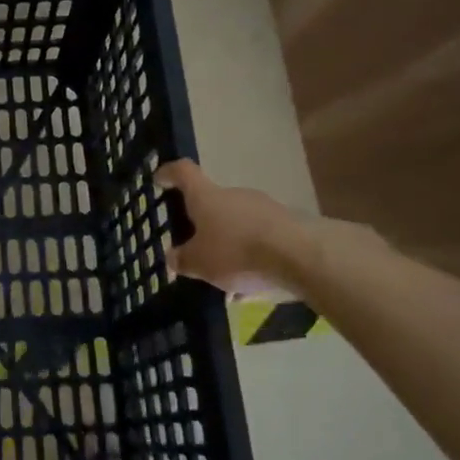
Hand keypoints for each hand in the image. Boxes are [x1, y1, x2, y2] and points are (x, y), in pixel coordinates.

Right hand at [155, 159, 318, 296]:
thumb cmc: (237, 251)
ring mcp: (263, 208)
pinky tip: (250, 287)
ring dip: (229, 246)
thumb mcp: (199, 263)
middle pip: (212, 202)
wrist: (299, 256)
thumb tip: (172, 257)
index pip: (183, 172)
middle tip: (196, 248)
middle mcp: (233, 195)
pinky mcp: (287, 226)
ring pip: (237, 225)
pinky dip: (251, 259)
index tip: (160, 179)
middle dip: (203, 224)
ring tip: (225, 279)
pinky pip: (260, 240)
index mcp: (206, 197)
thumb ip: (182, 260)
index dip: (169, 173)